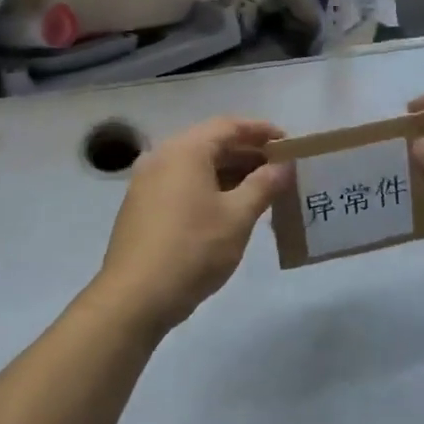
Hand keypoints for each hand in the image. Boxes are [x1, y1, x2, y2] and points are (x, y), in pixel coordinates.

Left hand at [91, 117, 292, 335]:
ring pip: (196, 165)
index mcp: (185, 150)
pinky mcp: (141, 205)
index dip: (261, 131)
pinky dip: (208, 187)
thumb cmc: (193, 249)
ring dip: (229, 172)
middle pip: (211, 143)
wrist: (135, 297)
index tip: (288, 142)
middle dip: (248, 153)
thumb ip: (264, 185)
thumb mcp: (238, 217)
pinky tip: (229, 208)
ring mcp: (147, 181)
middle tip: (280, 168)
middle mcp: (162, 156)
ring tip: (262, 189)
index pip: (229, 126)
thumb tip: (283, 165)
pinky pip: (182, 183)